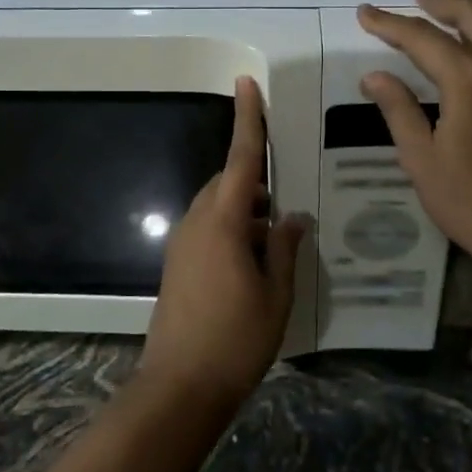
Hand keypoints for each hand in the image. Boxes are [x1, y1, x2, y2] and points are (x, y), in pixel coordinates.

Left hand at [141, 77, 305, 411]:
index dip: (247, 120)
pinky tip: (254, 260)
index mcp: (223, 222)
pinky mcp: (177, 265)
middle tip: (285, 205)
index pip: (242, 160)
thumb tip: (293, 217)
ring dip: (245, 211)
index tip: (246, 84)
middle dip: (256, 183)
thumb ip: (285, 248)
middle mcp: (196, 223)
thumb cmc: (236, 339)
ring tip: (276, 238)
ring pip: (217, 208)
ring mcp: (182, 244)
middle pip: (228, 184)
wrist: (179, 387)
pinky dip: (232, 230)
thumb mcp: (276, 294)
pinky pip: (207, 229)